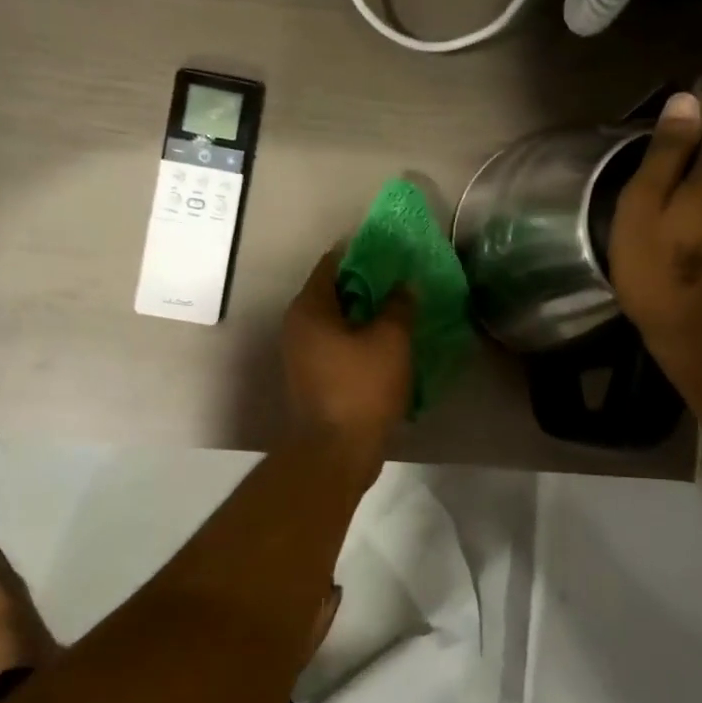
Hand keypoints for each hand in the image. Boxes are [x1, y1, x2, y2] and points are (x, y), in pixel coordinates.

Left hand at [283, 249, 415, 457]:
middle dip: (367, 285)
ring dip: (365, 315)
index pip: (332, 264)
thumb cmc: (361, 388)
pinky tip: (387, 343)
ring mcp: (301, 354)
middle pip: (334, 292)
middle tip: (401, 281)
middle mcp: (297, 326)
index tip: (390, 251)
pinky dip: (359, 339)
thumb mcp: (390, 340)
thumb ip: (399, 306)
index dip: (361, 253)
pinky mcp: (312, 377)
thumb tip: (404, 285)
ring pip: (336, 321)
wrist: (336, 451)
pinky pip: (337, 345)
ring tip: (400, 310)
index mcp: (309, 308)